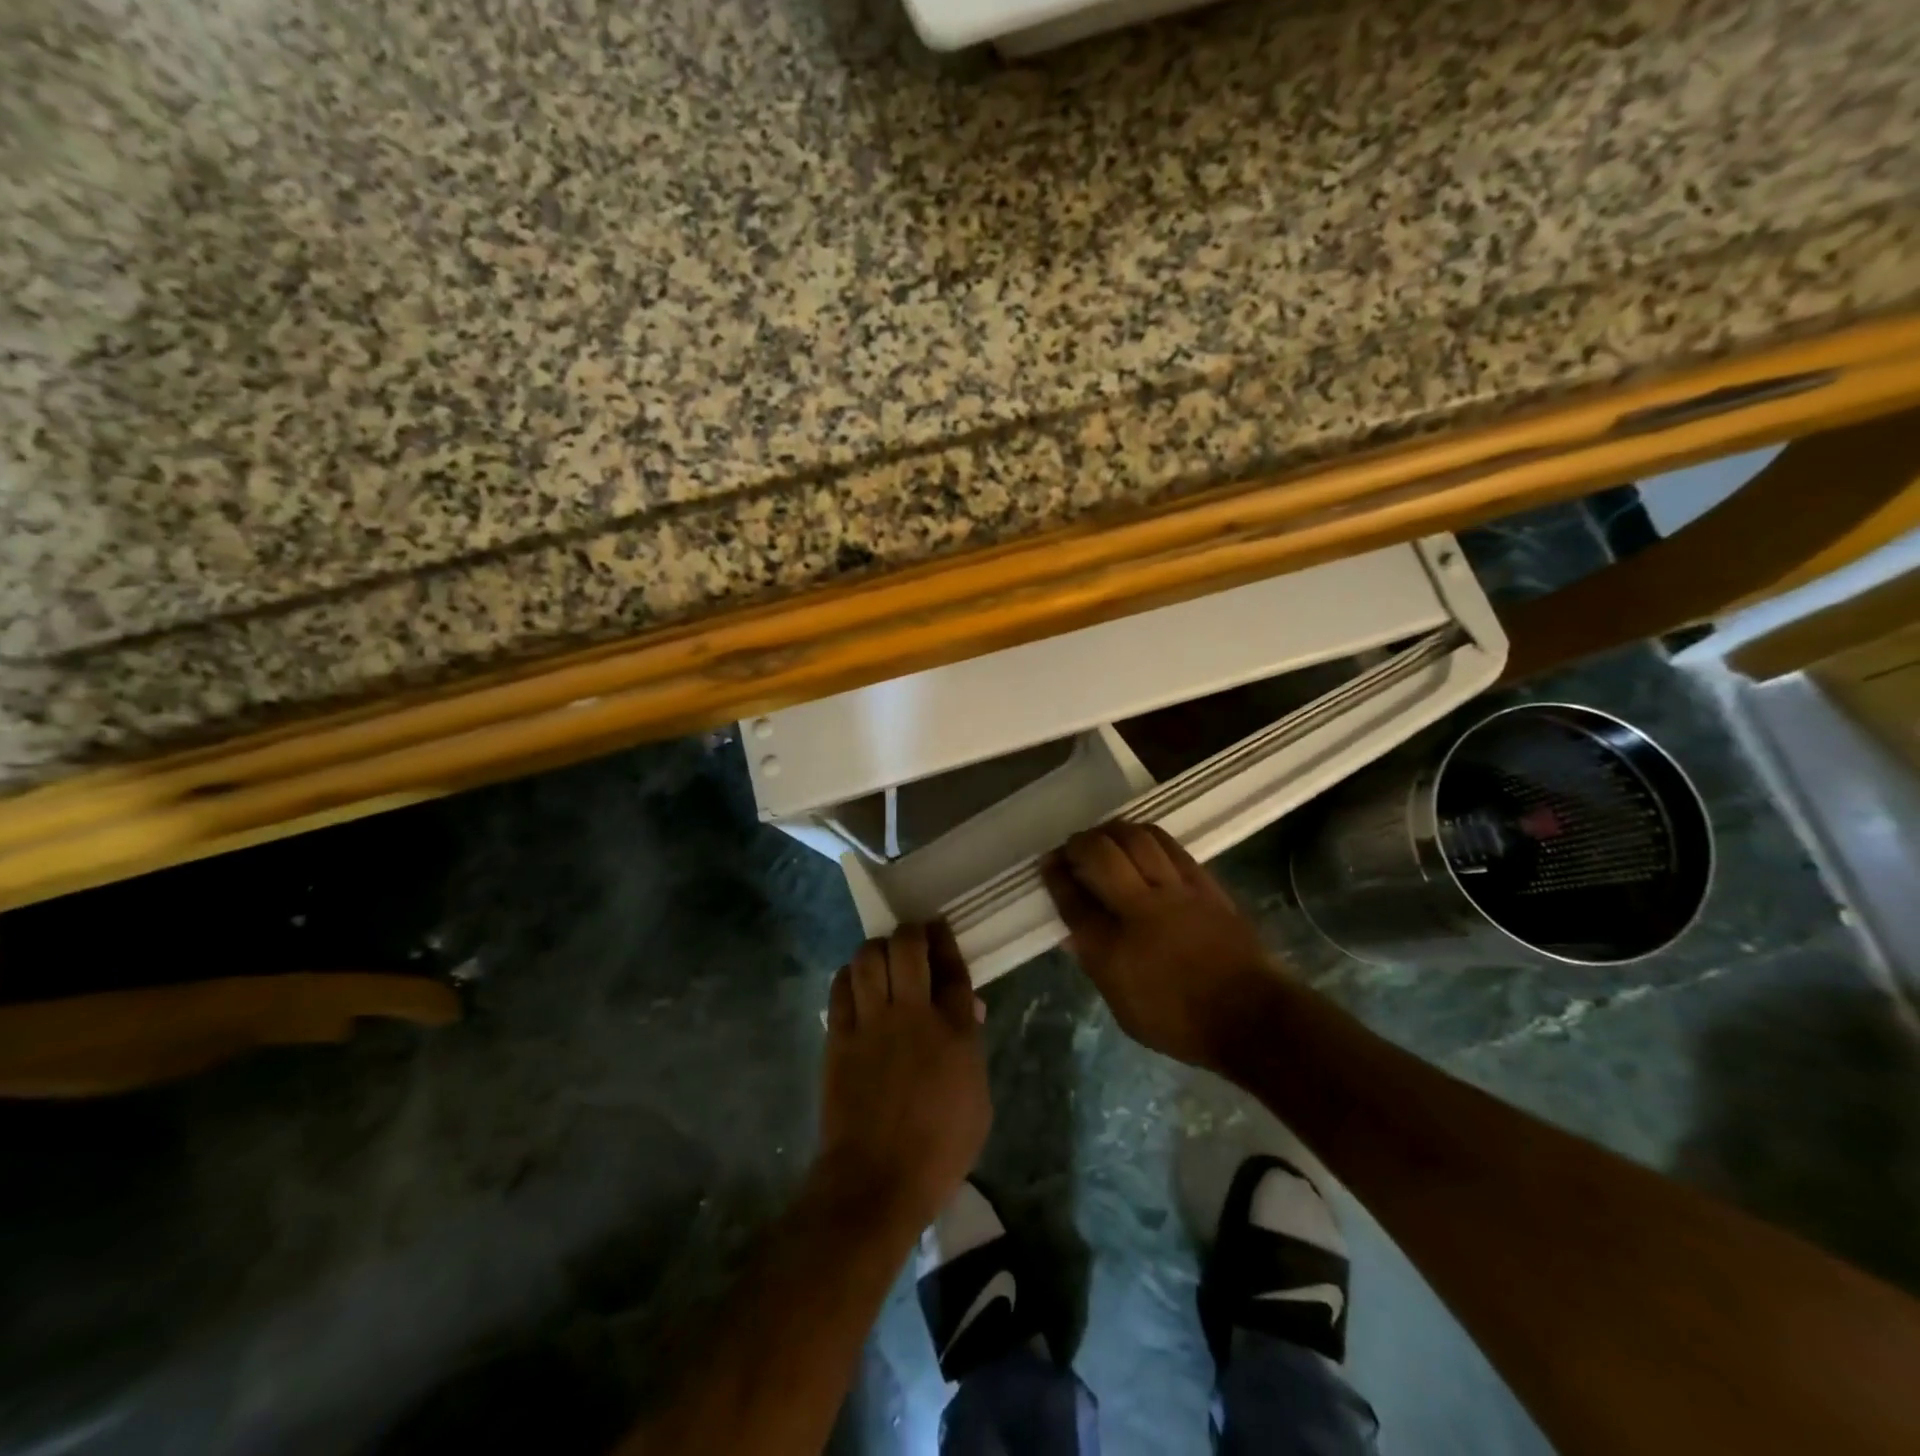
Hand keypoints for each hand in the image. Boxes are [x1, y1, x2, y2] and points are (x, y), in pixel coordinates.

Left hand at [816, 923, 990, 1231]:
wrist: (876, 1180)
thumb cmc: (939, 1150)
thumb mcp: (977, 1102)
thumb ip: (971, 1049)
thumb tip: (966, 1012)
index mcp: (955, 1031)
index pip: (953, 969)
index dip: (946, 941)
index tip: (940, 930)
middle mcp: (914, 1015)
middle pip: (908, 948)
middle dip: (911, 932)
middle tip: (912, 938)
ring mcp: (872, 1023)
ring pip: (869, 958)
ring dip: (877, 949)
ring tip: (881, 957)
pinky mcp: (840, 1036)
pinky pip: (841, 987)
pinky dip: (849, 976)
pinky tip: (855, 982)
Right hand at [1042, 823, 1279, 1068]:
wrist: (1251, 1017)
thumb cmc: (1181, 1022)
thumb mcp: (1124, 1008)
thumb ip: (1097, 965)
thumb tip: (1074, 934)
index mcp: (1111, 948)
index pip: (1072, 899)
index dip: (1055, 876)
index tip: (1048, 864)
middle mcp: (1139, 910)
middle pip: (1100, 855)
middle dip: (1078, 844)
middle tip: (1073, 848)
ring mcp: (1175, 892)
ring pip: (1136, 839)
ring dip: (1111, 831)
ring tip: (1103, 836)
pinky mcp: (1203, 884)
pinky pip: (1169, 846)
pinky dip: (1147, 836)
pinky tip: (1139, 838)